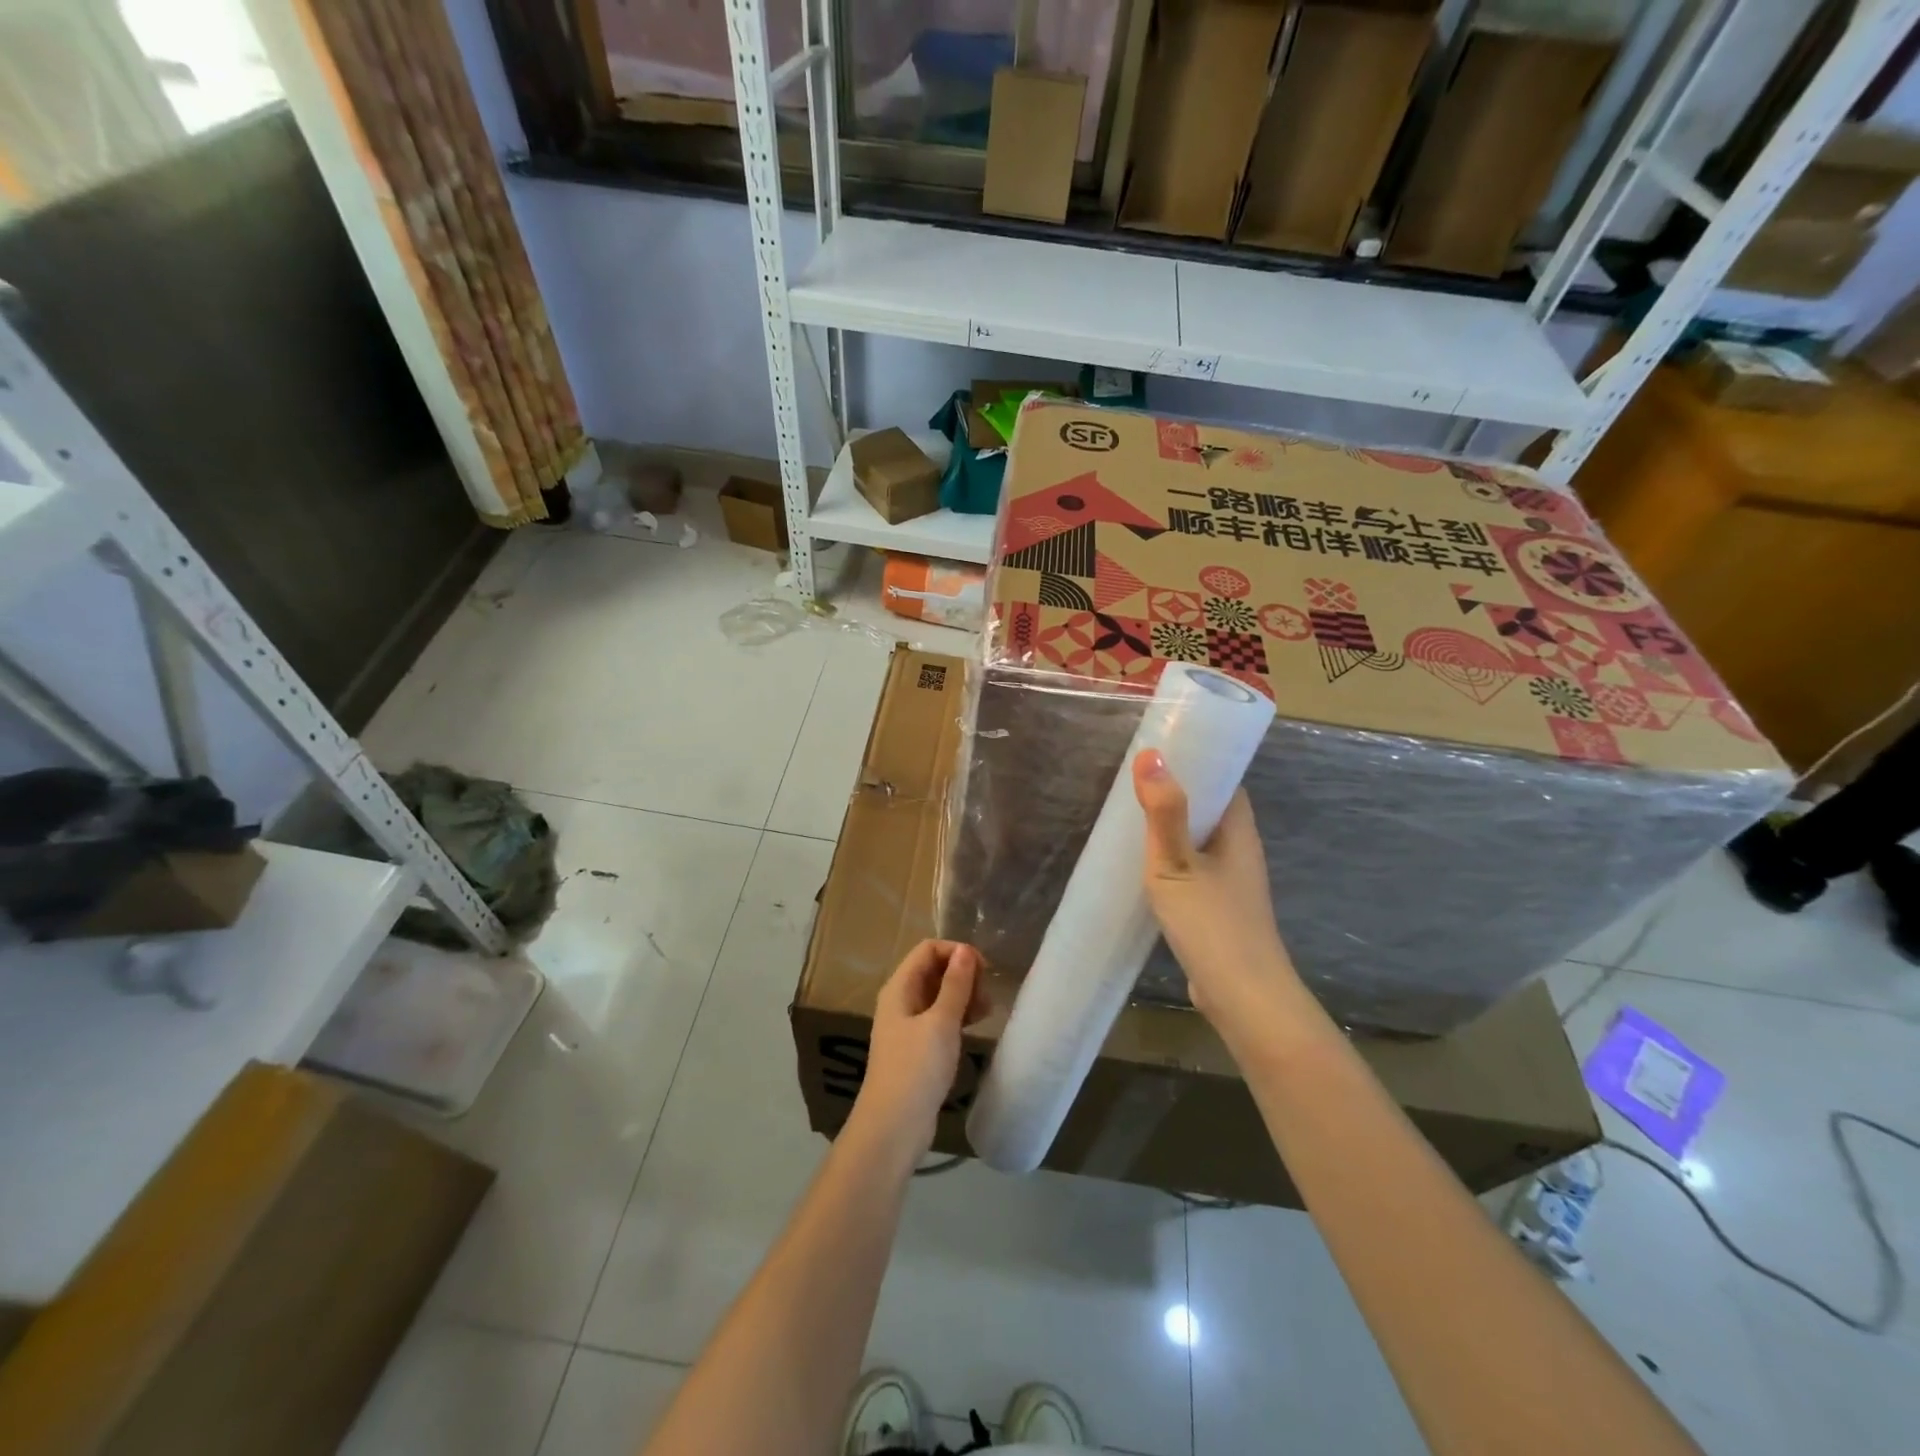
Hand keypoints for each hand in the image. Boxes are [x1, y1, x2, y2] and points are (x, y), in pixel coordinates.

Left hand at [853, 940, 986, 1159]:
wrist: (893, 1128)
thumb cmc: (916, 1069)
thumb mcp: (941, 1023)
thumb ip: (955, 985)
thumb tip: (965, 951)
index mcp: (900, 987)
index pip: (928, 949)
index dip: (956, 952)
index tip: (984, 970)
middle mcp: (901, 1000)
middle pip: (934, 969)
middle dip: (962, 974)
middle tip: (987, 994)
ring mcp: (908, 1025)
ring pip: (939, 994)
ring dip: (963, 995)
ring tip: (987, 1011)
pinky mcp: (918, 1047)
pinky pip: (940, 1018)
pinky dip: (958, 1015)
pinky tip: (975, 1026)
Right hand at [1132, 750, 1301, 1026]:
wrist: (1242, 997)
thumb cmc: (1211, 923)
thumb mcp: (1176, 864)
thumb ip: (1164, 813)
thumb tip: (1152, 754)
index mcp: (1238, 831)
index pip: (1224, 780)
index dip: (1197, 761)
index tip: (1161, 748)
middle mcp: (1240, 850)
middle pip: (1210, 808)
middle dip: (1178, 792)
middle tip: (1133, 779)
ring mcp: (1231, 882)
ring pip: (1200, 841)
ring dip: (1172, 827)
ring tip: (1130, 815)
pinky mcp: (1218, 908)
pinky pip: (1193, 869)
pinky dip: (1171, 859)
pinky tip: (1142, 866)